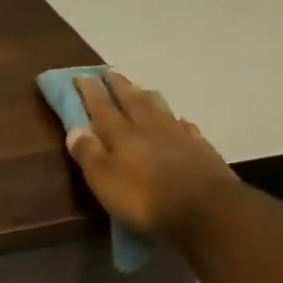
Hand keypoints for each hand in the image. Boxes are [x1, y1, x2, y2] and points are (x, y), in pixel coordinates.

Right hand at [67, 72, 238, 242]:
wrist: (208, 211)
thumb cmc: (146, 198)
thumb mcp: (104, 180)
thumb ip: (88, 153)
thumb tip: (74, 129)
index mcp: (121, 135)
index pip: (101, 107)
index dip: (90, 91)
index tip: (81, 75)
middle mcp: (149, 128)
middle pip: (131, 101)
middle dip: (118, 86)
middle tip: (109, 72)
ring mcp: (179, 137)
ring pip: (160, 109)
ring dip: (147, 97)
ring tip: (141, 88)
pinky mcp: (202, 151)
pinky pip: (187, 129)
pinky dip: (179, 122)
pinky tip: (180, 121)